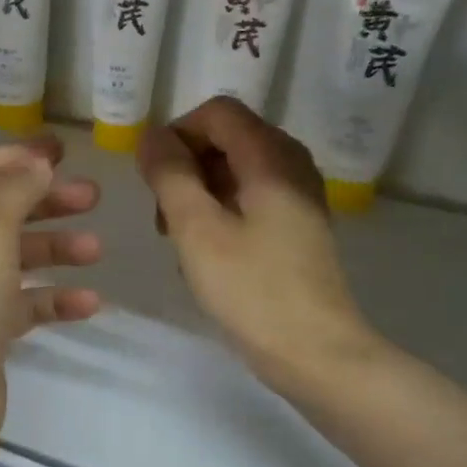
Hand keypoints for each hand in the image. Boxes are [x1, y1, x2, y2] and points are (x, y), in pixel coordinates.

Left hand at [0, 135, 101, 466]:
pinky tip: (89, 303)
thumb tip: (34, 162)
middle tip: (93, 197)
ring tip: (97, 250)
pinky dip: (52, 299)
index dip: (17, 157)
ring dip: (55, 250)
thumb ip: (14, 193)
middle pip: (0, 213)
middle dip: (45, 203)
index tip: (64, 151)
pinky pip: (23, 303)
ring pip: (15, 258)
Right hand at [138, 97, 374, 392]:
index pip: (217, 113)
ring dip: (199, 193)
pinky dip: (221, 213)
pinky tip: (206, 254)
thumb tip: (151, 137)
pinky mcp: (298, 225)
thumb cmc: (252, 290)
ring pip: (236, 171)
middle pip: (227, 139)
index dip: (177, 134)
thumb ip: (170, 175)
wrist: (316, 353)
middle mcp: (292, 164)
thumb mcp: (198, 229)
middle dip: (186, 167)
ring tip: (179, 240)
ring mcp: (299, 195)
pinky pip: (251, 198)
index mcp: (271, 156)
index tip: (152, 178)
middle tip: (162, 215)